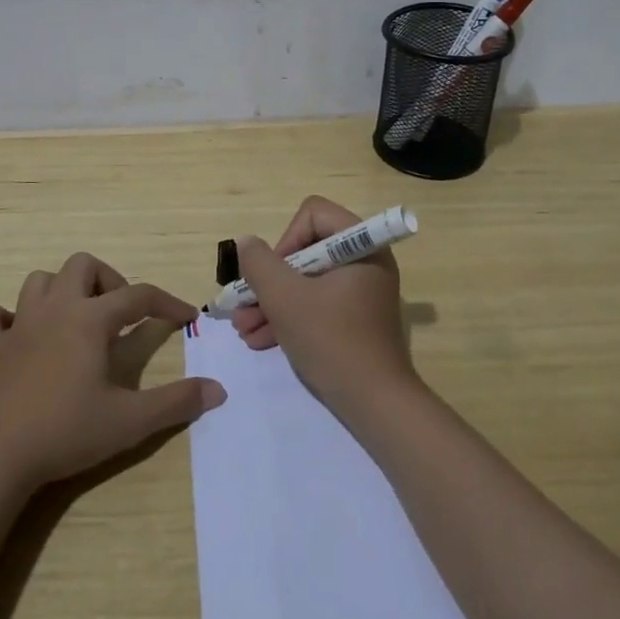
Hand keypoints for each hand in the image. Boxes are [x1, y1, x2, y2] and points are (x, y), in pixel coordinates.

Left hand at [0, 253, 224, 489]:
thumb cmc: (66, 431)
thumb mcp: (130, 421)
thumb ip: (176, 402)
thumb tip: (218, 390)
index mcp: (90, 319)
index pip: (139, 295)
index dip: (167, 302)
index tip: (187, 317)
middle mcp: (55, 310)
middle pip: (83, 266)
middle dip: (109, 281)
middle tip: (121, 317)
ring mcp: (18, 326)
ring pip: (40, 281)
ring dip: (63, 291)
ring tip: (78, 320)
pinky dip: (5, 318)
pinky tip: (20, 336)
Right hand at [232, 195, 419, 415]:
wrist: (375, 404)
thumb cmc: (332, 341)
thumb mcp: (285, 299)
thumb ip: (259, 264)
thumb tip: (246, 243)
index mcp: (361, 245)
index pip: (313, 214)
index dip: (285, 240)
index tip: (272, 276)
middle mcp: (365, 261)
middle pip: (306, 250)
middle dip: (270, 280)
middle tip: (244, 306)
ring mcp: (362, 291)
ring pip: (307, 281)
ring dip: (272, 302)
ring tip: (244, 330)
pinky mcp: (355, 318)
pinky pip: (317, 304)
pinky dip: (290, 317)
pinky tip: (260, 340)